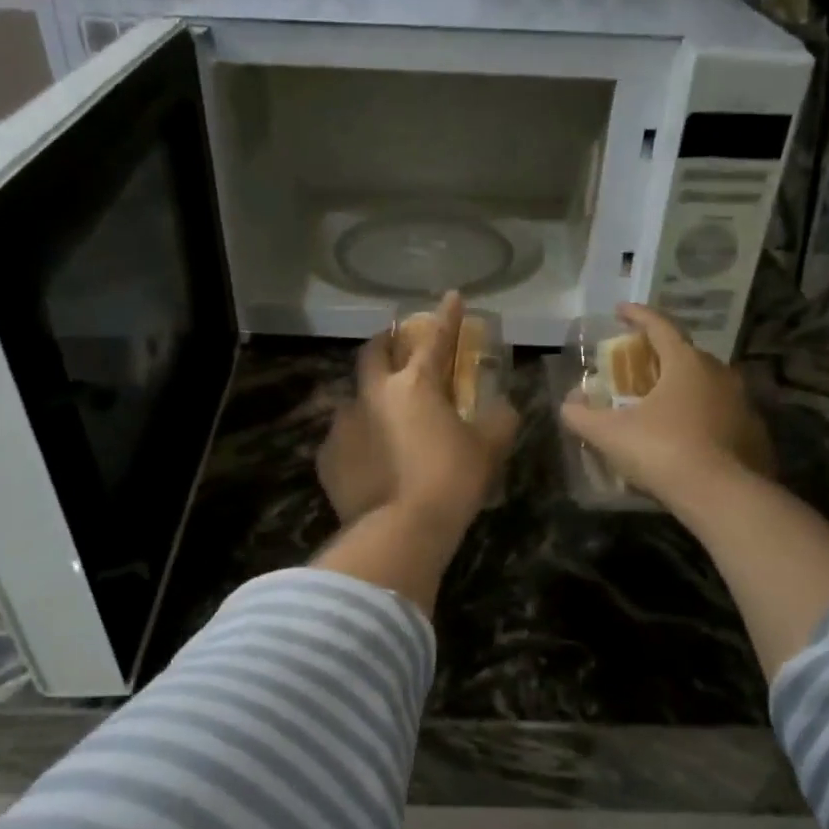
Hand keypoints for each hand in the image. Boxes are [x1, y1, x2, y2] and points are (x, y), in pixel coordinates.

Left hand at [317, 292, 517, 533]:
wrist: (399, 532)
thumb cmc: (450, 482)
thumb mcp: (488, 450)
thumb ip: (498, 420)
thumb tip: (502, 407)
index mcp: (414, 385)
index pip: (434, 338)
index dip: (446, 316)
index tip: (452, 296)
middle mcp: (372, 394)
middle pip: (373, 352)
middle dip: (387, 341)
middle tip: (398, 344)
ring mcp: (343, 424)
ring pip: (354, 396)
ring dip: (370, 397)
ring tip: (383, 417)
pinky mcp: (327, 456)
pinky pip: (343, 437)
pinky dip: (358, 438)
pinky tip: (369, 458)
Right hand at [560, 302, 773, 513]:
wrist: (721, 495)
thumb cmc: (663, 451)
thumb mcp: (610, 434)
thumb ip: (582, 416)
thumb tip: (567, 404)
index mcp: (686, 363)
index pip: (660, 326)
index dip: (637, 316)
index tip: (621, 310)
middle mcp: (719, 373)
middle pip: (685, 354)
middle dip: (660, 356)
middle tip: (638, 367)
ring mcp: (741, 402)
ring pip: (706, 385)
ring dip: (682, 387)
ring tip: (661, 404)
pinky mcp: (753, 432)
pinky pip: (720, 414)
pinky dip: (701, 416)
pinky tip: (687, 436)